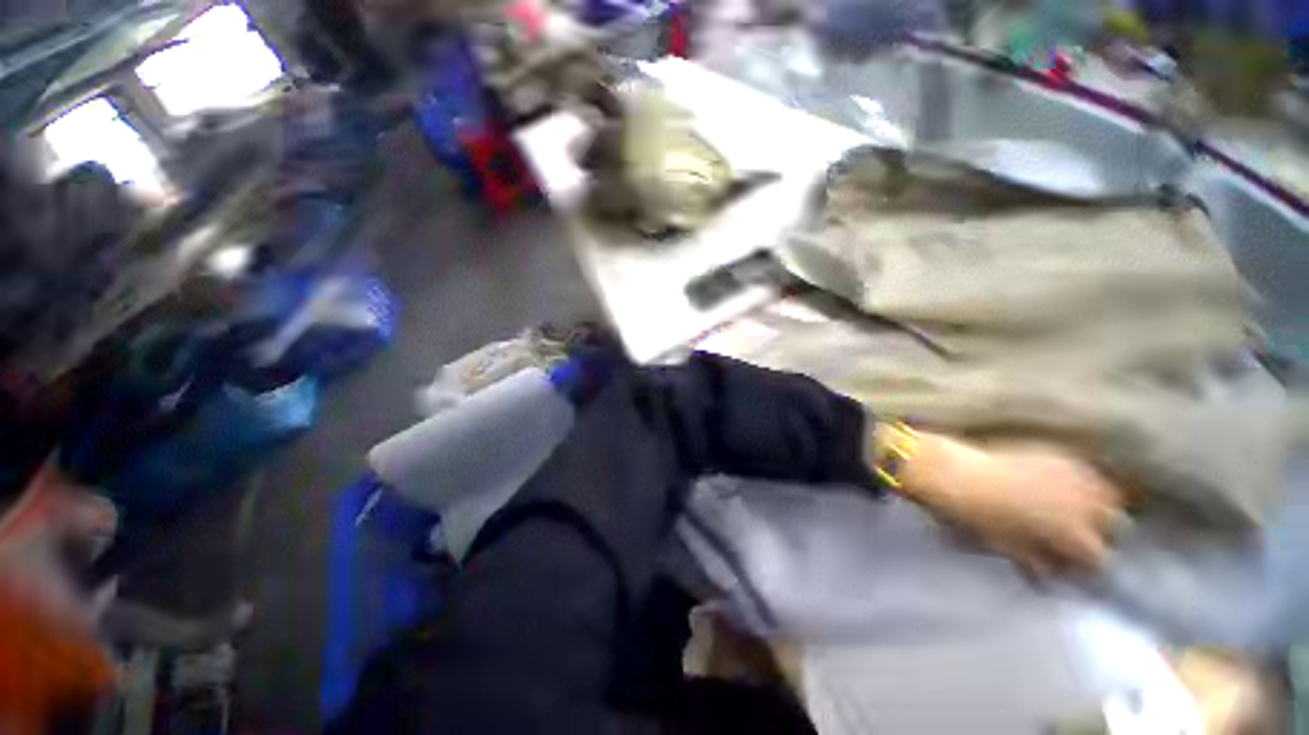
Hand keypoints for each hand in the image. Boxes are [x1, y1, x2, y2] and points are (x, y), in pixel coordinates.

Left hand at [893, 431, 1128, 573]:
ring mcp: (1076, 475)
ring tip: (1077, 507)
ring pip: (1110, 494)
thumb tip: (1049, 575)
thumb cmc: (978, 519)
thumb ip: (1035, 562)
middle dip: (1101, 532)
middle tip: (1075, 533)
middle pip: (1116, 525)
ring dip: (1100, 503)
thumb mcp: (1007, 548)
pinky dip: (1084, 479)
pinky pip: (1088, 469)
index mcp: (1076, 535)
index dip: (1085, 564)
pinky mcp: (1059, 454)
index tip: (1072, 562)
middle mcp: (1087, 505)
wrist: (955, 474)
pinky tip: (1066, 482)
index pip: (1101, 559)